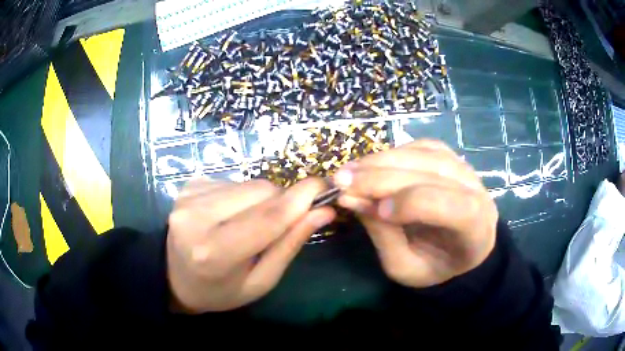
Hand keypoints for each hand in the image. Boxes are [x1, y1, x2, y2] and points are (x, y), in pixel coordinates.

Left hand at [166, 178, 334, 312]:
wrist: (174, 277)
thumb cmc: (221, 290)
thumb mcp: (261, 281)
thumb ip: (289, 245)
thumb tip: (322, 212)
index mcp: (214, 252)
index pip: (267, 218)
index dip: (301, 200)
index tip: (326, 188)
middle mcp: (196, 216)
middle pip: (261, 192)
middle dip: (283, 202)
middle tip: (283, 222)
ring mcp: (189, 196)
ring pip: (250, 184)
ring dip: (263, 200)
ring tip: (252, 223)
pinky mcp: (189, 185)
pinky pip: (234, 182)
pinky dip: (243, 196)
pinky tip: (232, 215)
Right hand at [333, 140, 497, 287]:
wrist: (460, 250)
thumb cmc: (434, 266)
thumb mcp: (404, 266)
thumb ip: (383, 234)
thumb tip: (351, 198)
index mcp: (474, 228)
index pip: (446, 204)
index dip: (408, 202)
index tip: (370, 208)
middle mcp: (477, 190)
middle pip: (431, 170)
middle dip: (382, 175)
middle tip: (341, 179)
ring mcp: (467, 169)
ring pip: (425, 153)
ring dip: (383, 159)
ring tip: (351, 170)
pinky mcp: (453, 158)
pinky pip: (423, 146)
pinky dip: (394, 152)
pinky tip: (373, 164)